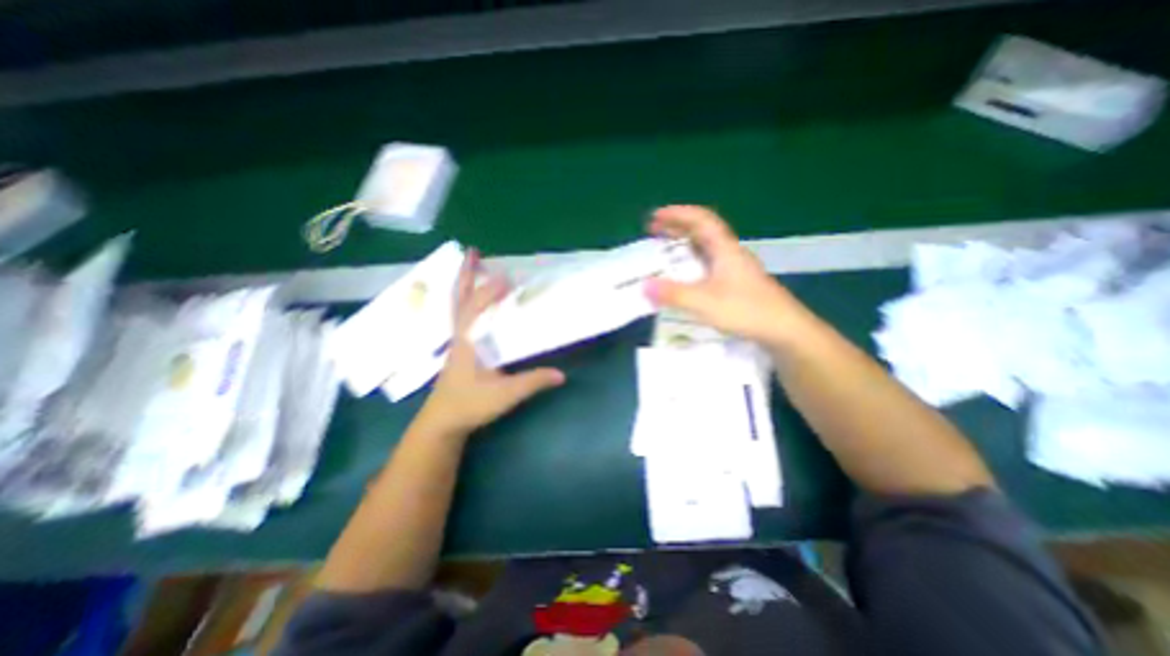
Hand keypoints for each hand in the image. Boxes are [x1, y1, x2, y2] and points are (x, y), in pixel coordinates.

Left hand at [417, 248, 565, 436]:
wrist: (443, 422)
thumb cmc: (470, 405)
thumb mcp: (504, 395)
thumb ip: (532, 382)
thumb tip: (561, 374)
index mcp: (469, 342)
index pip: (477, 309)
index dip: (489, 292)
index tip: (505, 276)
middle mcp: (461, 335)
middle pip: (460, 298)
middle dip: (466, 274)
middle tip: (472, 252)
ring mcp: (458, 340)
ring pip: (458, 305)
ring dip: (464, 283)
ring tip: (471, 265)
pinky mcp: (460, 347)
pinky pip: (462, 315)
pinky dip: (466, 299)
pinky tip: (474, 298)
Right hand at [643, 206, 810, 346]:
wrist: (785, 331)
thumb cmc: (746, 311)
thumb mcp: (705, 302)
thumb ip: (674, 294)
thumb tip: (643, 286)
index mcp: (725, 250)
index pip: (701, 220)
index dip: (678, 214)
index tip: (656, 216)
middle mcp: (730, 255)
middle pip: (703, 232)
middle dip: (677, 228)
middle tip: (654, 233)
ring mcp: (735, 270)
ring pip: (706, 250)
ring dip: (684, 246)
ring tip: (665, 253)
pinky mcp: (736, 285)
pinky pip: (708, 266)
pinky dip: (691, 265)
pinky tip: (685, 278)